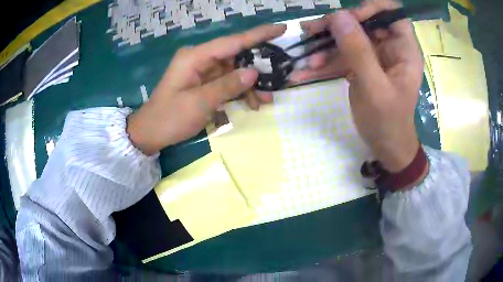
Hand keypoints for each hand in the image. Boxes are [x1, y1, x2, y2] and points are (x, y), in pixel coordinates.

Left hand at [127, 25, 286, 154]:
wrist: (150, 133)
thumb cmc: (169, 117)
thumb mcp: (198, 103)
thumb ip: (227, 86)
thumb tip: (254, 73)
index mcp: (195, 57)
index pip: (233, 41)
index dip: (258, 35)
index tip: (281, 28)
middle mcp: (200, 59)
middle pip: (236, 55)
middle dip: (258, 67)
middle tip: (280, 76)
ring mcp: (202, 70)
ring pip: (235, 70)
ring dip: (251, 84)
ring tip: (266, 100)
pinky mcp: (204, 82)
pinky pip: (228, 82)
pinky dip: (240, 91)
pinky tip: (252, 103)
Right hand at [293, 1, 423, 171]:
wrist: (385, 146)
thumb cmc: (388, 122)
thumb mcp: (375, 89)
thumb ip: (359, 52)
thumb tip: (338, 16)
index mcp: (404, 49)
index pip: (391, 13)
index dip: (369, 9)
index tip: (346, 19)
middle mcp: (391, 46)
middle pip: (364, 21)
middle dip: (337, 26)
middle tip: (312, 33)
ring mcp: (375, 55)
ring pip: (348, 36)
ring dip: (325, 45)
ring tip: (305, 58)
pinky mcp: (362, 64)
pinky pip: (342, 54)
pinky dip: (324, 61)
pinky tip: (305, 71)